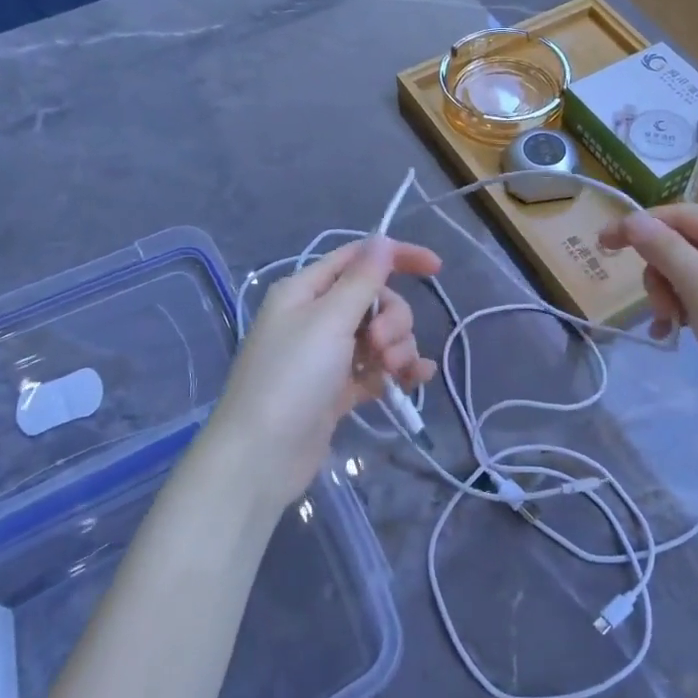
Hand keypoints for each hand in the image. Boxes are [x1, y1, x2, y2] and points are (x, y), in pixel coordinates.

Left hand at [203, 236, 441, 509]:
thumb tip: (382, 239)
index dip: (397, 257)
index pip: (358, 258)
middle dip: (392, 319)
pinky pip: (377, 368)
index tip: (436, 268)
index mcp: (305, 291)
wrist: (261, 457)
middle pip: (375, 300)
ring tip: (391, 372)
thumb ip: (361, 280)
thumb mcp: (329, 321)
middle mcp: (316, 317)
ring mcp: (328, 356)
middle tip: (381, 347)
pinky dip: (398, 371)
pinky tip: (417, 380)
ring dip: (397, 348)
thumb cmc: (291, 378)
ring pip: (380, 336)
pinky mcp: (338, 389)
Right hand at [599, 204, 697, 431]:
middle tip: (659, 306)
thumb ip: (665, 249)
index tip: (602, 244)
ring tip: (668, 324)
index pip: (683, 215)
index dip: (640, 226)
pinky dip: (683, 310)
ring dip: (669, 295)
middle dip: (661, 272)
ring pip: (690, 273)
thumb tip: (631, 219)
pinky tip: (670, 333)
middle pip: (685, 245)